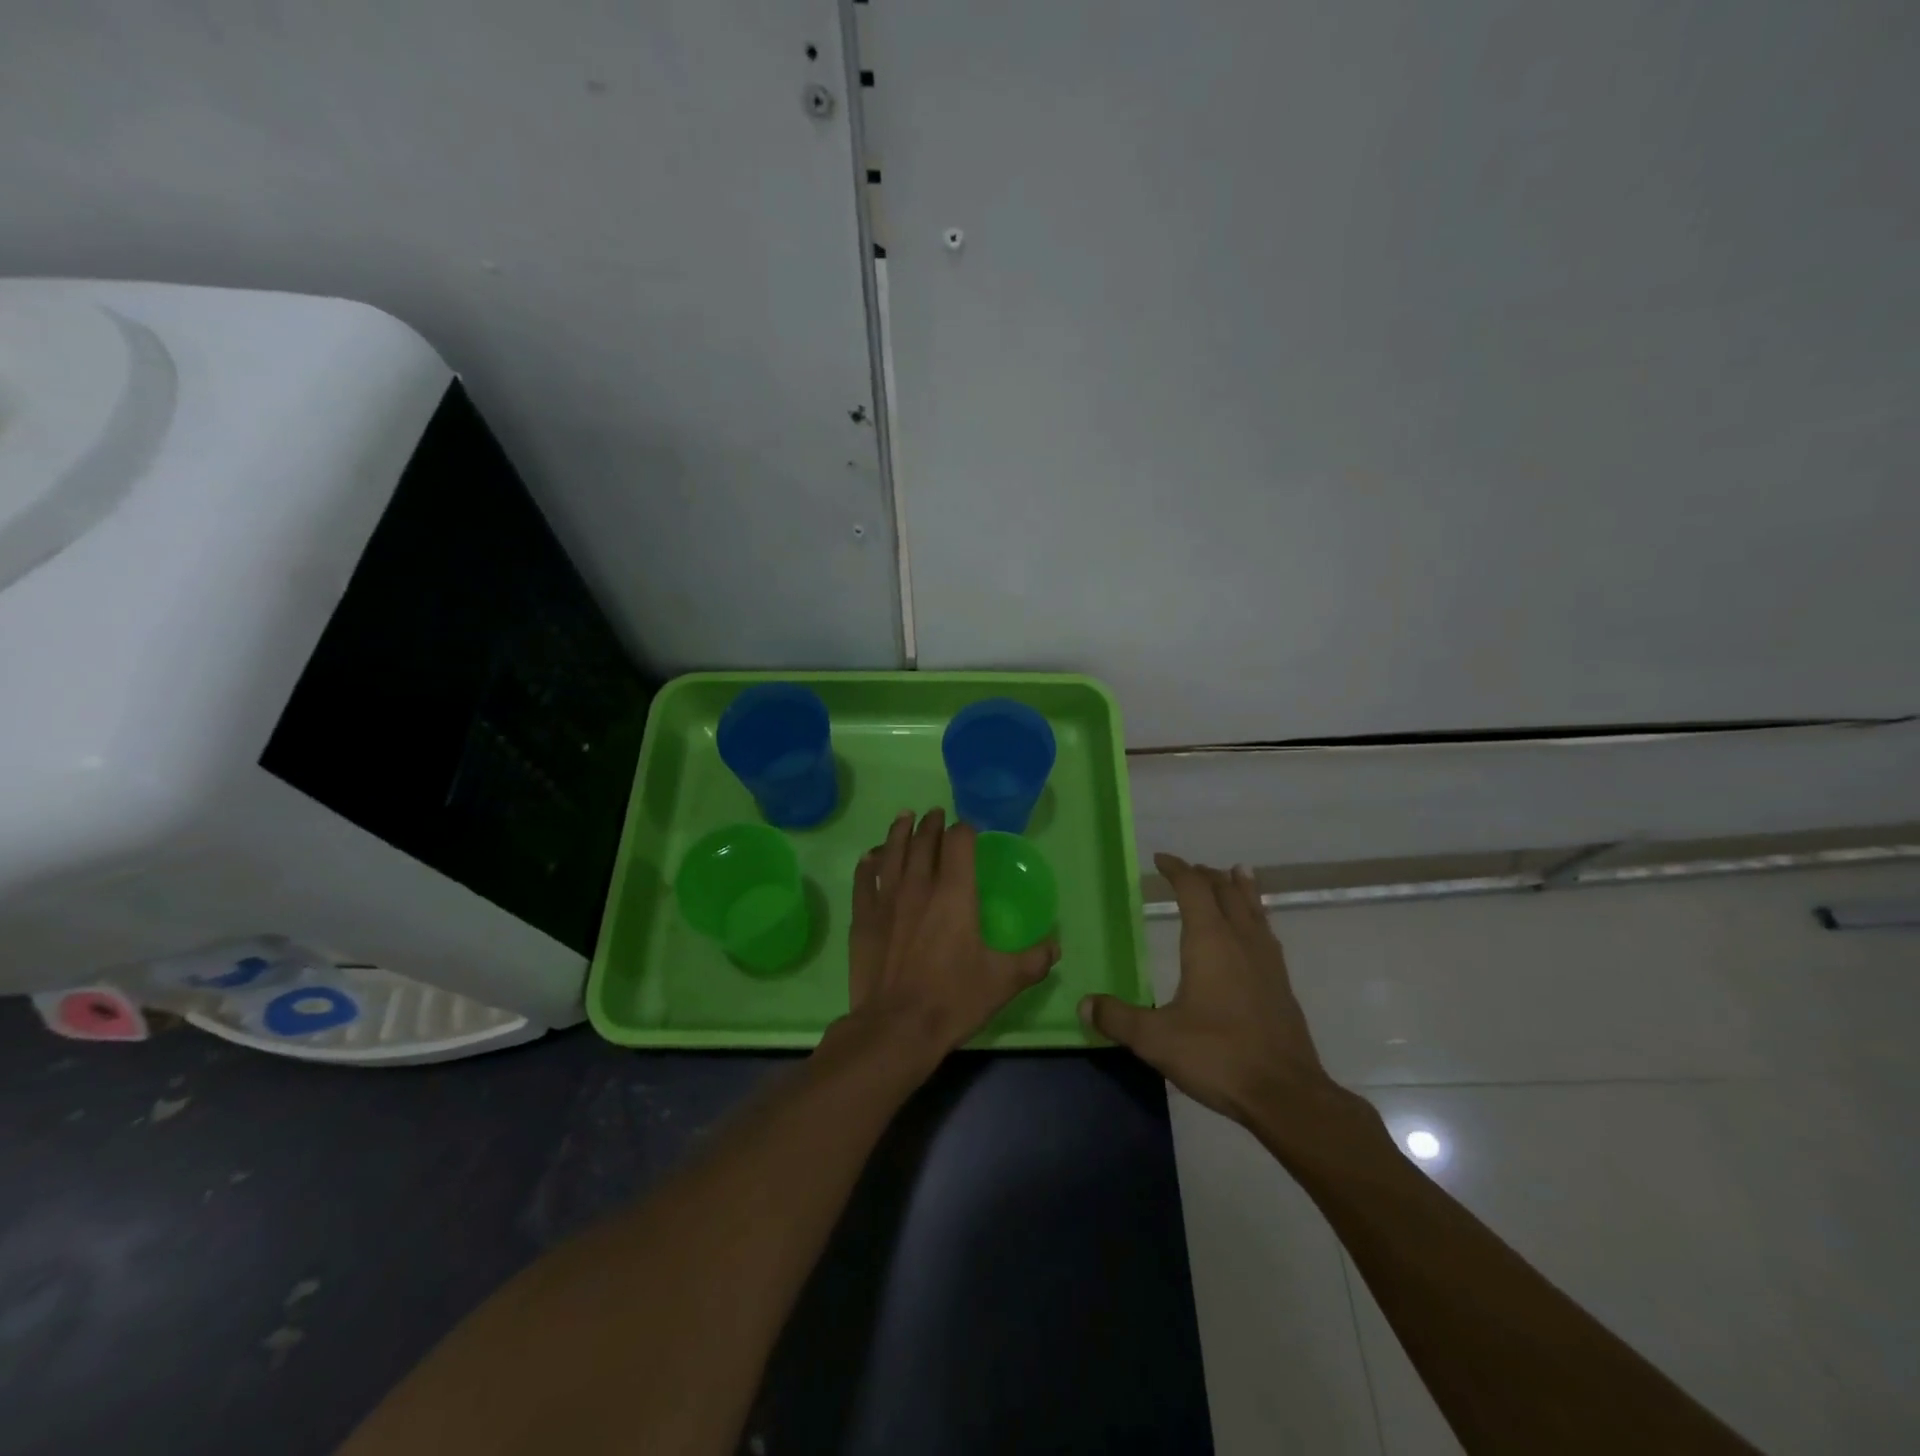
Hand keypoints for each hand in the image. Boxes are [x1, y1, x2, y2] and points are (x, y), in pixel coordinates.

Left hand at [845, 808, 1058, 1055]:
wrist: (896, 1028)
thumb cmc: (953, 999)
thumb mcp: (1004, 981)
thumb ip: (1033, 960)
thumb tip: (1056, 945)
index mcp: (954, 892)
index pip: (959, 842)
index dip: (965, 830)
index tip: (970, 829)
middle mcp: (918, 885)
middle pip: (923, 840)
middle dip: (932, 824)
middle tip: (936, 814)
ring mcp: (886, 899)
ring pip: (891, 852)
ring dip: (899, 831)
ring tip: (905, 817)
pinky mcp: (863, 917)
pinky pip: (863, 879)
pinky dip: (867, 863)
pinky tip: (869, 857)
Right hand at [1080, 854, 1341, 1125]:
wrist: (1285, 1094)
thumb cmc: (1217, 1056)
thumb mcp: (1156, 1039)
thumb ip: (1118, 1018)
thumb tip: (1085, 1004)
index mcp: (1210, 941)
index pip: (1193, 889)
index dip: (1177, 869)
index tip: (1160, 859)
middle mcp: (1241, 940)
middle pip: (1225, 891)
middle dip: (1205, 875)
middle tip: (1188, 870)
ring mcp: (1267, 960)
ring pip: (1253, 908)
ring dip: (1238, 888)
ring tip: (1234, 873)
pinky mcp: (1281, 983)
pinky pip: (1266, 931)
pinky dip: (1256, 914)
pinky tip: (1256, 929)